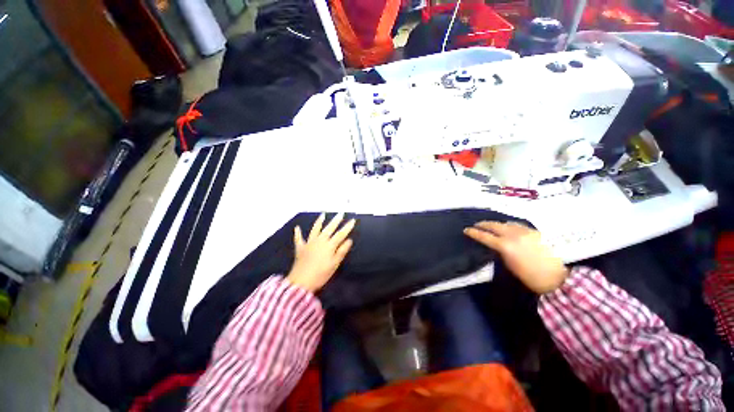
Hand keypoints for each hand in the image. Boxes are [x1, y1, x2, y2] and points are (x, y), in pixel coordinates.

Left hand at [286, 213, 355, 292]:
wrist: (301, 282)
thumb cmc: (321, 274)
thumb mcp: (334, 264)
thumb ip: (341, 251)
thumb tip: (349, 240)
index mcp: (329, 245)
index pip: (341, 234)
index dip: (347, 227)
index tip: (353, 220)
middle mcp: (319, 241)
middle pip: (329, 228)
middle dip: (336, 221)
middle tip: (340, 214)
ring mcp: (309, 243)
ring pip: (315, 229)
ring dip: (319, 221)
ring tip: (323, 215)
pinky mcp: (300, 248)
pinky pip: (299, 238)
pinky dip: (298, 233)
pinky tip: (297, 227)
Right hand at [464, 221, 568, 293]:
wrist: (562, 277)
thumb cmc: (533, 278)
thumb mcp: (511, 267)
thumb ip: (501, 253)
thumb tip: (496, 247)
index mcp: (505, 246)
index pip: (484, 236)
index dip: (473, 232)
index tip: (466, 230)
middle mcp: (513, 235)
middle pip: (494, 225)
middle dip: (483, 224)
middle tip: (476, 225)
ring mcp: (525, 232)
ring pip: (506, 223)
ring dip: (496, 224)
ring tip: (492, 226)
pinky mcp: (535, 232)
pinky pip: (517, 225)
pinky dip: (509, 225)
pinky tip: (509, 228)